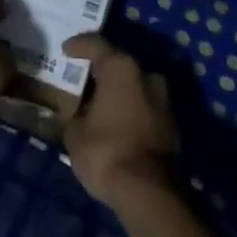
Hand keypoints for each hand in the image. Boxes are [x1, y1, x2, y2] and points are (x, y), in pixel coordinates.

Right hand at [61, 34, 179, 208]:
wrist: (150, 191)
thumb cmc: (106, 152)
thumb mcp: (75, 133)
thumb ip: (72, 113)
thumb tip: (73, 108)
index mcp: (121, 67)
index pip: (96, 44)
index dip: (78, 45)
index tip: (65, 49)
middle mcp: (146, 73)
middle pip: (117, 63)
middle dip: (99, 71)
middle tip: (79, 79)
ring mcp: (163, 97)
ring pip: (133, 85)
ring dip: (116, 91)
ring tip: (96, 103)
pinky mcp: (171, 121)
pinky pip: (143, 105)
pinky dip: (128, 108)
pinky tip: (114, 121)